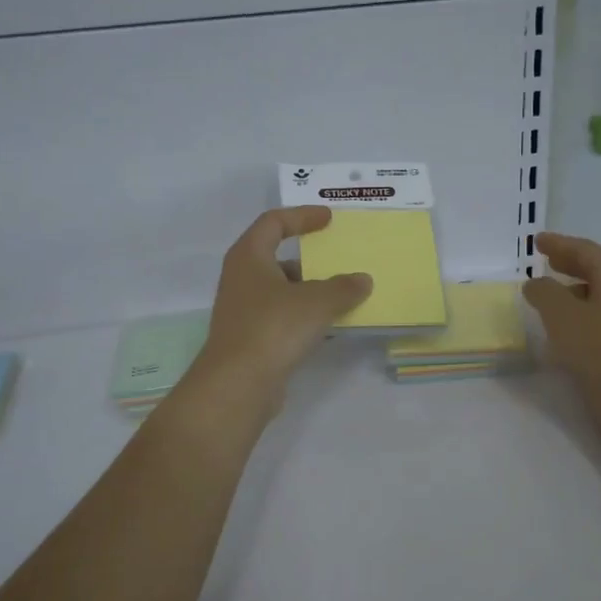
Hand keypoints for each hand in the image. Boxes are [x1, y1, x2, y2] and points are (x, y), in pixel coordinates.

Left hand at [193, 207, 372, 403]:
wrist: (238, 384)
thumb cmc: (274, 328)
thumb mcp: (317, 302)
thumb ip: (343, 287)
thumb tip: (362, 280)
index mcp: (249, 257)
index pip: (273, 222)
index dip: (302, 217)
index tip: (328, 219)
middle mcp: (241, 279)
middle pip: (276, 258)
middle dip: (309, 260)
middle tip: (339, 263)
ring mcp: (243, 311)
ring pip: (281, 291)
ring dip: (310, 292)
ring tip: (342, 297)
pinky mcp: (250, 339)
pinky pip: (282, 318)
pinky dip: (304, 317)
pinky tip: (329, 328)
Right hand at [523, 231, 600, 433]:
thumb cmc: (599, 348)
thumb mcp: (562, 314)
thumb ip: (544, 293)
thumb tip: (535, 283)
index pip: (587, 251)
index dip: (561, 244)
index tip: (537, 241)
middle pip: (595, 272)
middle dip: (569, 264)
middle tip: (547, 260)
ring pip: (595, 298)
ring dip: (571, 292)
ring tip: (549, 296)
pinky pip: (595, 322)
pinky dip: (575, 317)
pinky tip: (561, 330)